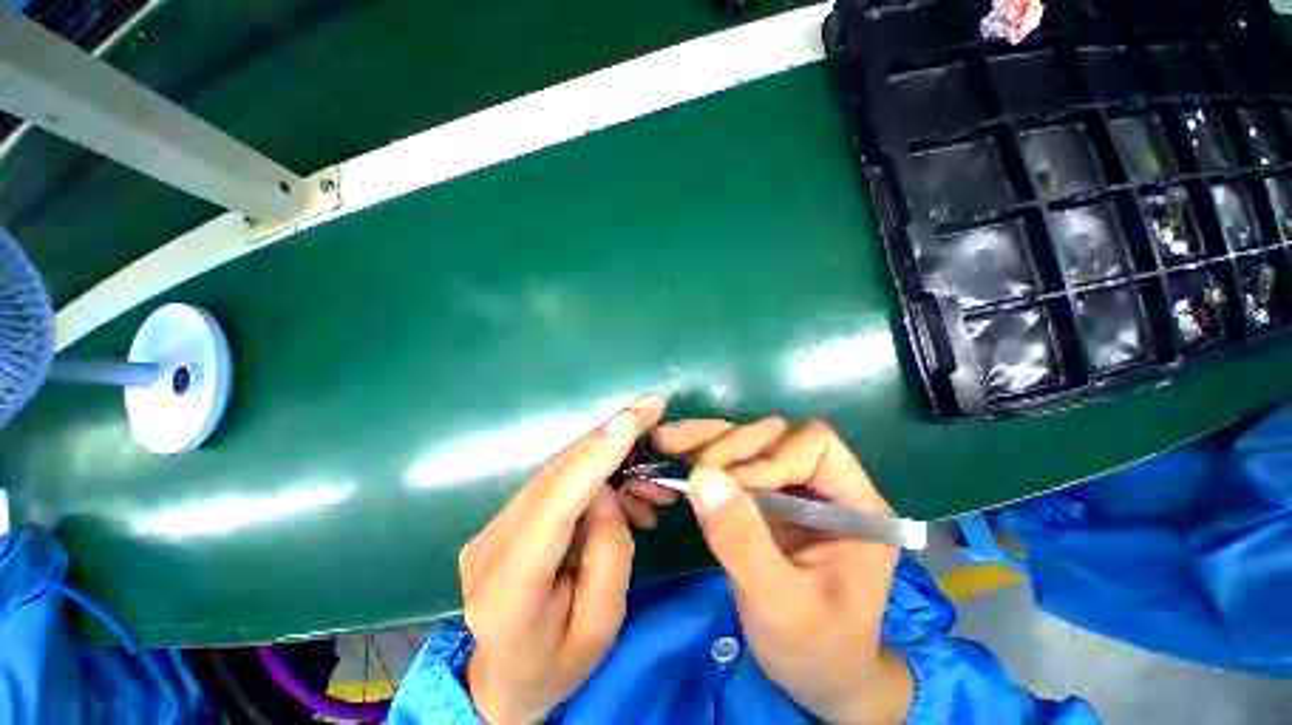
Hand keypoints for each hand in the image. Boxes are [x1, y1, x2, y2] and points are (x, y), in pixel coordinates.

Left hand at [459, 394, 666, 722]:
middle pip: (555, 474)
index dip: (596, 454)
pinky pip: (554, 482)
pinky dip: (592, 473)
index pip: (555, 503)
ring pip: (557, 470)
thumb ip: (609, 552)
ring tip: (647, 471)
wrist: (506, 680)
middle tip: (648, 409)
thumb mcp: (602, 625)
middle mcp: (489, 546)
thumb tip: (606, 489)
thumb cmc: (558, 664)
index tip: (633, 417)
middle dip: (607, 436)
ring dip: (605, 456)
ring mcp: (491, 528)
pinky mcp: (504, 519)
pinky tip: (621, 489)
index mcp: (509, 589)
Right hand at [653, 418, 912, 724]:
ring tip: (666, 440)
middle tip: (694, 474)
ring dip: (707, 440)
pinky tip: (673, 448)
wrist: (815, 673)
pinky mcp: (765, 493)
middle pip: (776, 435)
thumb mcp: (781, 606)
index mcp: (855, 504)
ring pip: (749, 440)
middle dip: (732, 448)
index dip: (771, 458)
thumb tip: (703, 477)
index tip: (736, 489)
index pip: (814, 445)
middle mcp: (824, 482)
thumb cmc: (814, 648)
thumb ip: (744, 542)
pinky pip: (732, 460)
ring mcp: (792, 484)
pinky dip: (701, 452)